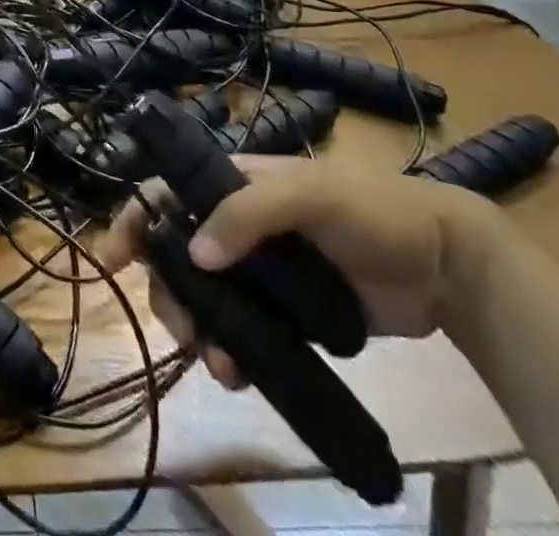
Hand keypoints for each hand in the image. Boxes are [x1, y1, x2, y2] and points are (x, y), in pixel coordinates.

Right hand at [103, 156, 494, 386]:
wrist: (445, 267)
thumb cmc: (370, 210)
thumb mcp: (307, 195)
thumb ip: (248, 214)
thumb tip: (194, 254)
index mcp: (233, 183)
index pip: (167, 191)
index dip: (135, 217)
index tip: (114, 258)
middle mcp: (236, 223)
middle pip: (176, 252)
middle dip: (168, 291)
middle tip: (183, 331)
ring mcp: (260, 271)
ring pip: (204, 296)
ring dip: (197, 328)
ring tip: (218, 364)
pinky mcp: (286, 313)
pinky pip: (241, 331)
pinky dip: (230, 352)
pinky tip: (238, 374)